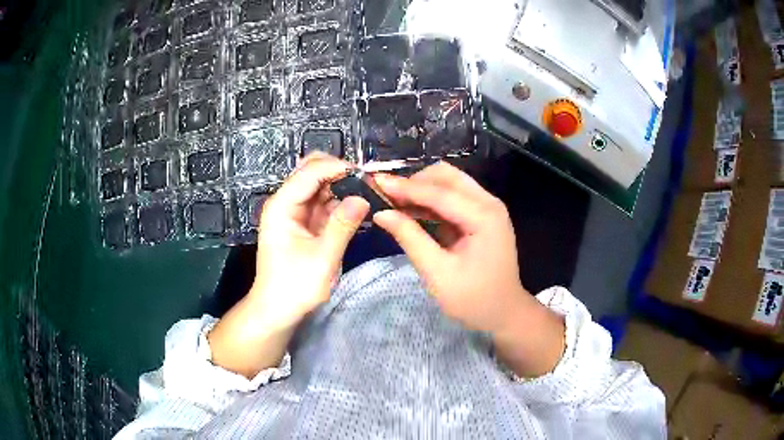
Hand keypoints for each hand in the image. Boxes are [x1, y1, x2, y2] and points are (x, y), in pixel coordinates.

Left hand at [252, 153, 369, 329]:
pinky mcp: (303, 223)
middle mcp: (285, 202)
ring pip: (319, 185)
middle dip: (338, 171)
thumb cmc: (294, 287)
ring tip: (368, 191)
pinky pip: (322, 202)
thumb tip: (363, 198)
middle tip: (367, 182)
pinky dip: (339, 201)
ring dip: (341, 185)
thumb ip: (342, 226)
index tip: (366, 173)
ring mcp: (294, 212)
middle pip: (311, 171)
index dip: (337, 167)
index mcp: (282, 206)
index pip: (309, 172)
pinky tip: (357, 205)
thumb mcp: (322, 258)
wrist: (277, 310)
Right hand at [372, 162, 527, 332]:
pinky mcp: (481, 215)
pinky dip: (431, 201)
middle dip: (415, 183)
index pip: (440, 193)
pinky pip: (452, 197)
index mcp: (484, 217)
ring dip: (422, 189)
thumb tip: (382, 214)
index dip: (406, 187)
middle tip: (388, 197)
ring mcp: (487, 207)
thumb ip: (411, 239)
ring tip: (394, 203)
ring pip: (449, 183)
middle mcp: (489, 204)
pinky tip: (412, 212)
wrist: (504, 312)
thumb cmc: (473, 300)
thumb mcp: (438, 273)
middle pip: (447, 176)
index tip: (376, 182)